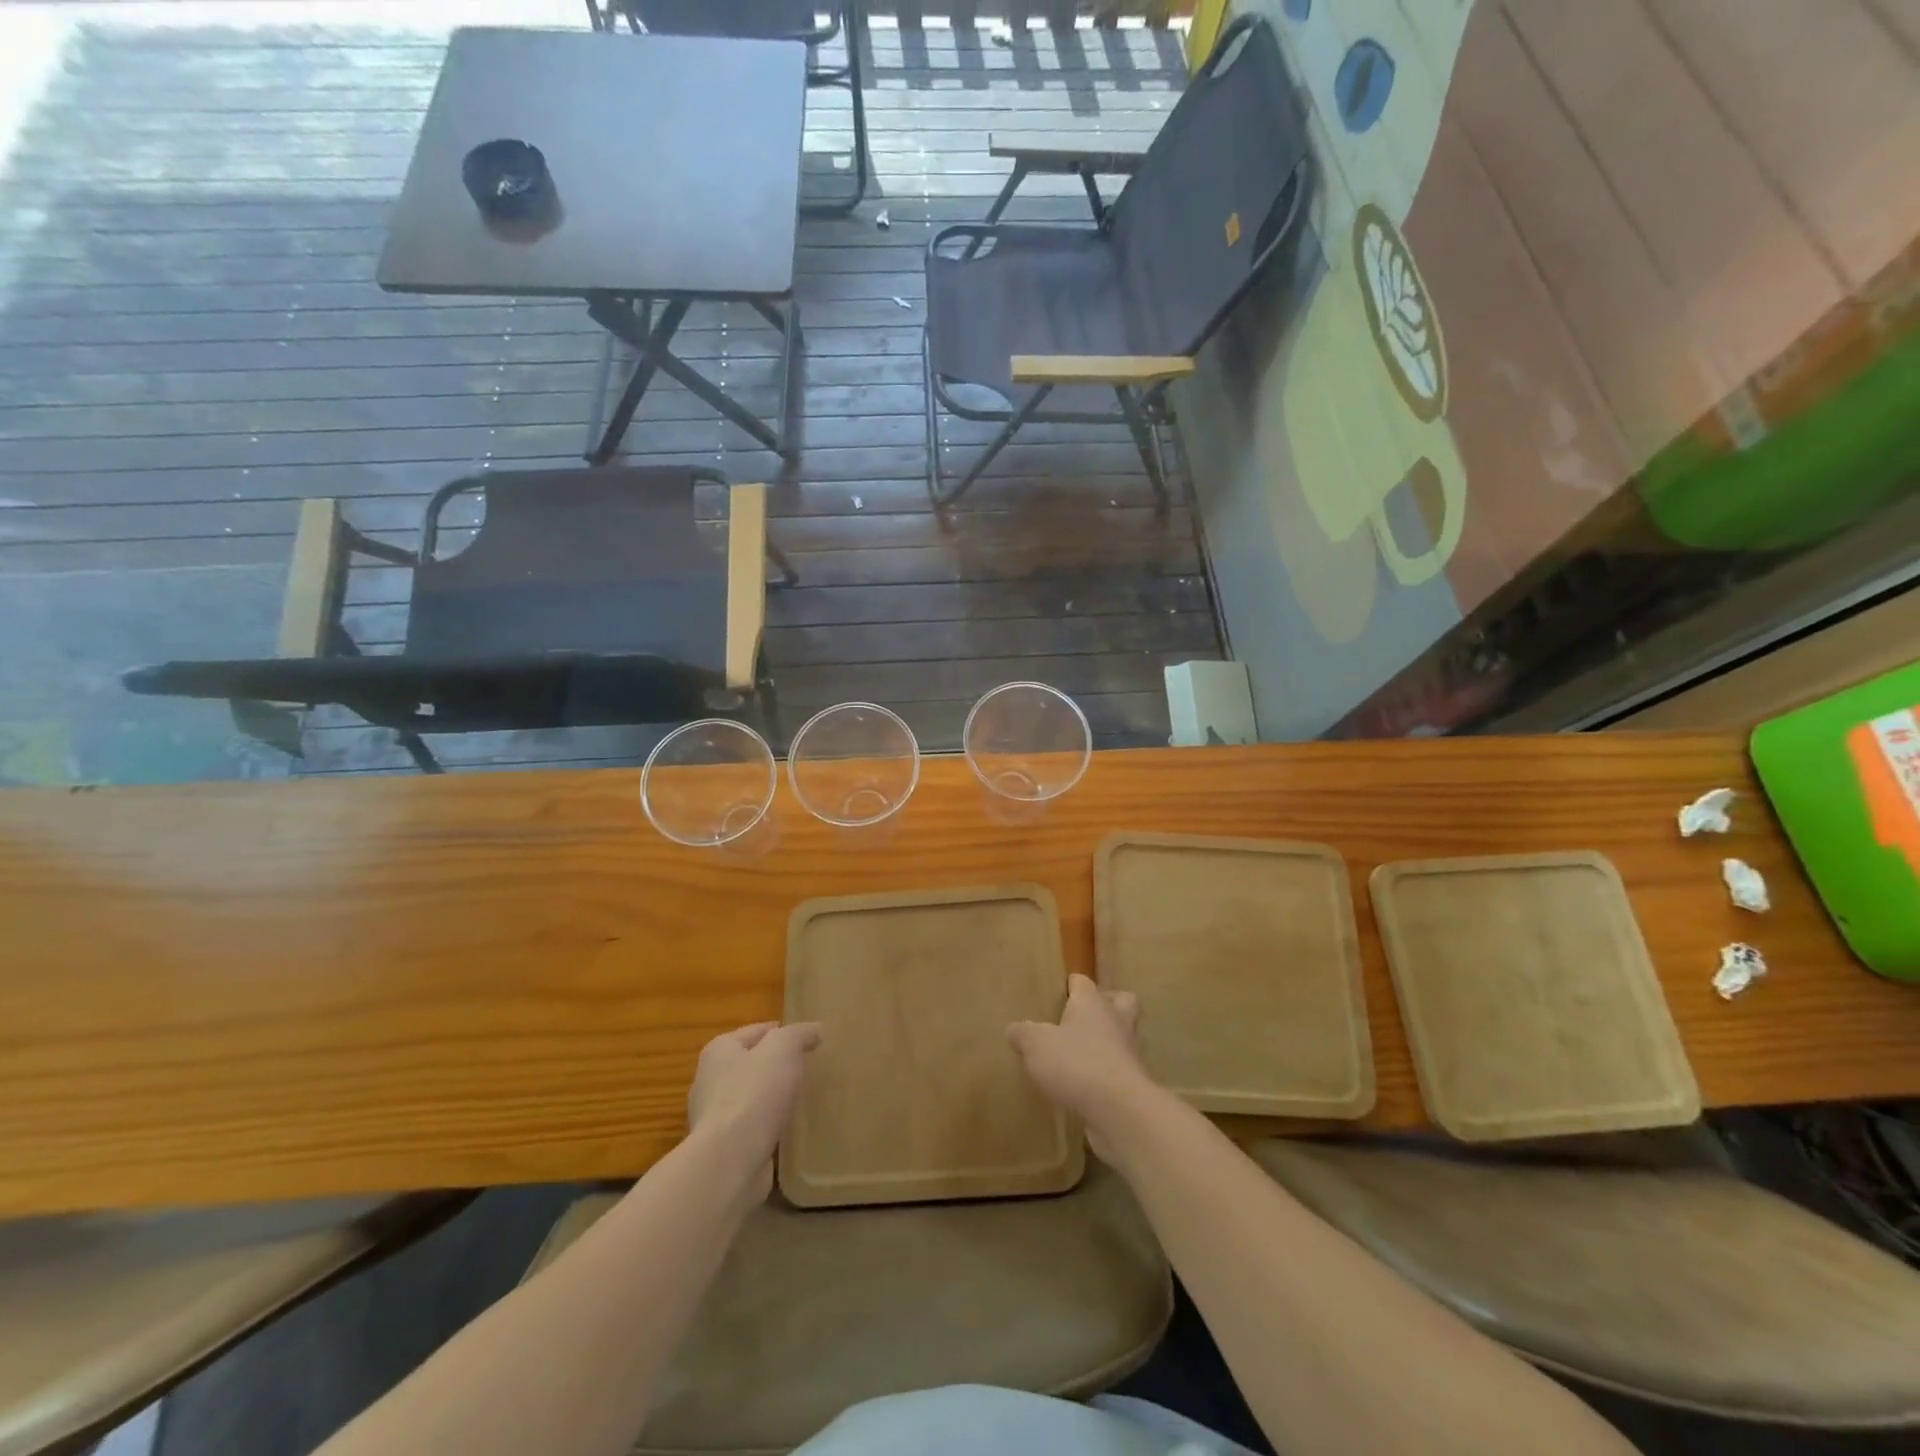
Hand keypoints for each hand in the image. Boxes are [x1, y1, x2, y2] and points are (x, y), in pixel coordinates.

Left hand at [687, 1022, 822, 1182]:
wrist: (731, 1161)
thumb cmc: (754, 1092)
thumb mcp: (784, 1048)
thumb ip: (800, 1034)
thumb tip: (815, 1030)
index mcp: (719, 1051)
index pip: (756, 1031)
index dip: (781, 1031)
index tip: (806, 1040)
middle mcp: (710, 1081)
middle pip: (750, 1064)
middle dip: (775, 1066)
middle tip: (806, 1068)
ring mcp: (714, 1118)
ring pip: (751, 1098)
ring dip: (772, 1099)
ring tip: (801, 1099)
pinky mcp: (724, 1148)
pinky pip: (752, 1128)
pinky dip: (769, 1126)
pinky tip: (789, 1129)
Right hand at [1008, 974, 1151, 1157]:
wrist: (1119, 1109)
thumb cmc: (1076, 1063)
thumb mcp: (1036, 1045)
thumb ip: (1023, 1034)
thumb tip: (1014, 1029)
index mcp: (1092, 1002)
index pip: (1083, 982)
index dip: (1071, 984)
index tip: (1057, 993)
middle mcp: (1115, 1021)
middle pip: (1121, 1001)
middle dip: (1106, 1005)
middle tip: (1082, 1018)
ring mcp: (1128, 1053)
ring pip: (1121, 1037)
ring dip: (1106, 1042)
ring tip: (1079, 1055)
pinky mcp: (1132, 1084)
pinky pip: (1118, 1070)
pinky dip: (1105, 1074)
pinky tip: (1083, 1086)